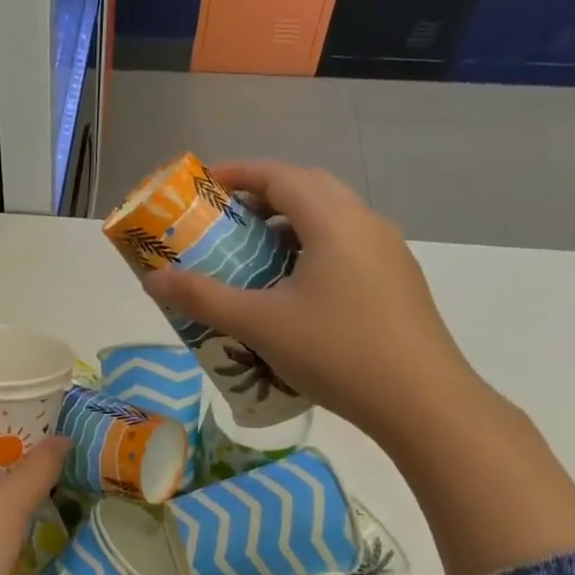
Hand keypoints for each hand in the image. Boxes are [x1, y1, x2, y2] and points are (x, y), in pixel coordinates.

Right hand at [143, 160, 490, 447]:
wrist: (422, 402)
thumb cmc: (336, 352)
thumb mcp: (259, 324)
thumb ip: (203, 298)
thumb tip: (152, 281)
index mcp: (334, 221)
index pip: (281, 175)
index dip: (238, 173)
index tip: (202, 185)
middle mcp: (365, 224)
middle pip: (308, 189)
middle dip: (262, 196)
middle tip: (224, 220)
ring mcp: (387, 252)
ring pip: (330, 219)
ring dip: (288, 225)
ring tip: (253, 256)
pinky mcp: (395, 281)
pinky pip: (345, 246)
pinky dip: (310, 249)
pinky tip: (292, 290)